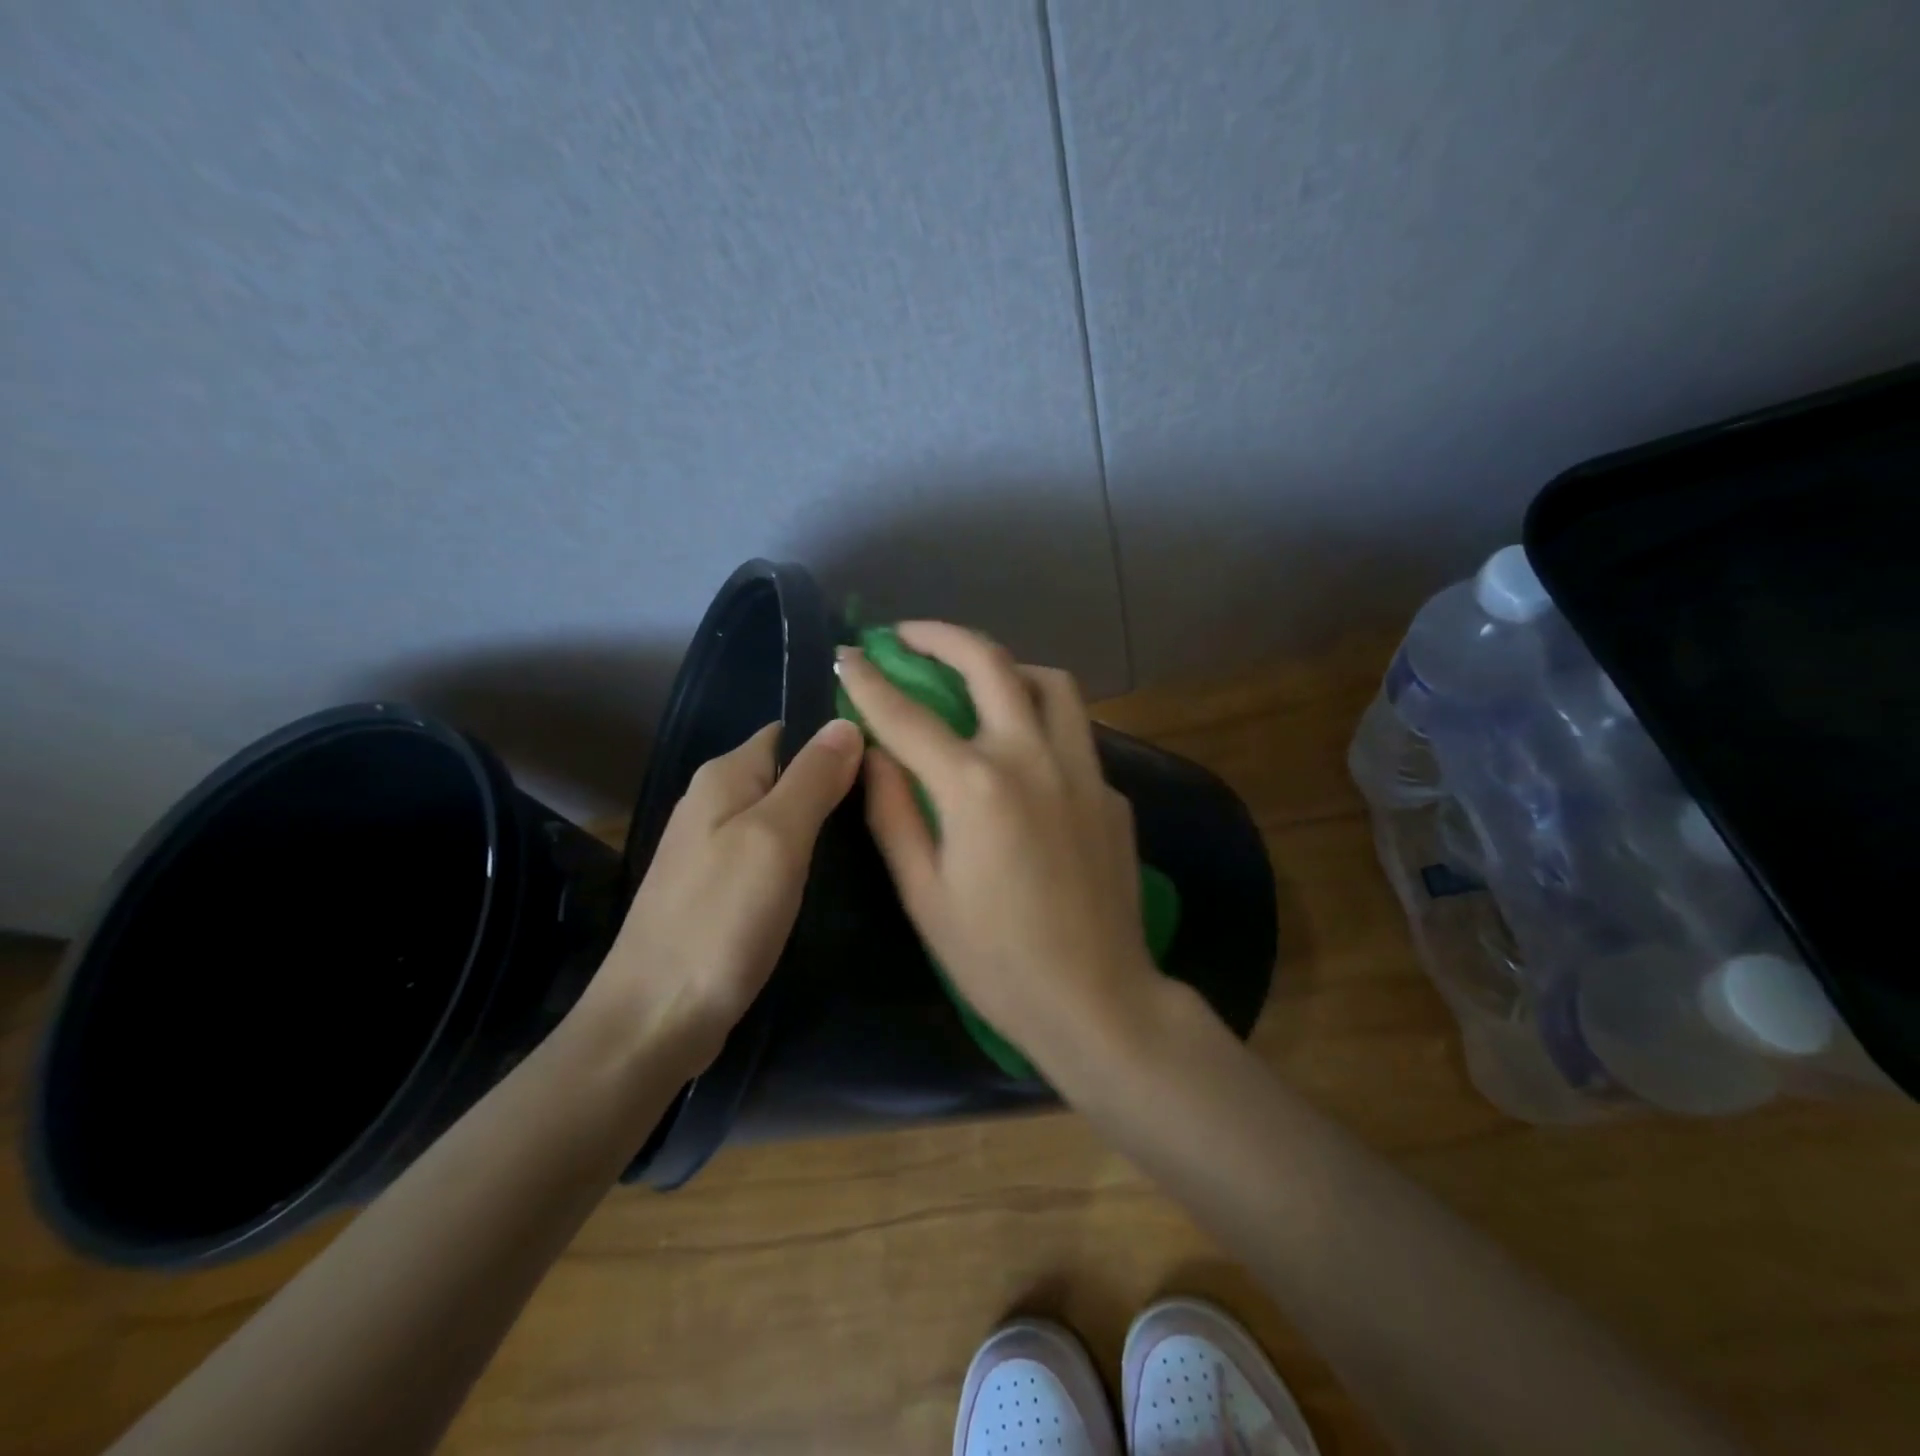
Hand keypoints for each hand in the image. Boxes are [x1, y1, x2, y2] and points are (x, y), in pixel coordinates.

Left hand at [572, 718, 863, 1076]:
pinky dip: (805, 857)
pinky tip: (838, 874)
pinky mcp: (721, 890)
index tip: (892, 756)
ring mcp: (715, 849)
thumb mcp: (776, 838)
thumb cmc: (720, 919)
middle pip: (789, 773)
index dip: (837, 738)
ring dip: (825, 823)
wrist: (656, 1019)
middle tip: (897, 800)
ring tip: (881, 832)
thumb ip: (813, 778)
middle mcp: (714, 802)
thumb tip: (846, 722)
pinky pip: (772, 854)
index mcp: (724, 776)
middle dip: (838, 783)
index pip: (791, 731)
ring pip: (784, 816)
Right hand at [835, 622, 1162, 1078]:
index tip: (847, 654)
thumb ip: (894, 814)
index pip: (909, 715)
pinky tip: (1024, 753)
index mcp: (977, 787)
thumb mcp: (924, 894)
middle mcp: (1034, 760)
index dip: (870, 680)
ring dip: (1006, 666)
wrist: (1097, 999)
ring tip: (976, 677)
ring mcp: (1084, 771)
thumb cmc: (996, 960)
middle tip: (909, 634)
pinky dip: (1041, 721)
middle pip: (990, 664)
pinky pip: (1075, 734)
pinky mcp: (1112, 792)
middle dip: (942, 637)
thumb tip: (873, 755)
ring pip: (1051, 683)